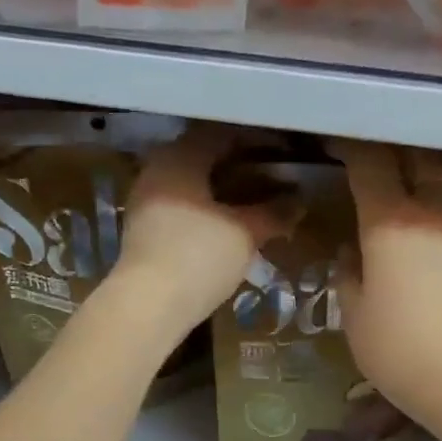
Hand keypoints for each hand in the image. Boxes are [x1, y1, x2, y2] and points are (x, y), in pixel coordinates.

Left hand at [111, 126, 291, 341]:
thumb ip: (272, 214)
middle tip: (270, 182)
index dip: (256, 142)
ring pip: (190, 188)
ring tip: (252, 209)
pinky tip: (224, 231)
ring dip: (220, 195)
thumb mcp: (244, 235)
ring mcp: (145, 203)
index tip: (282, 155)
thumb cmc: (199, 257)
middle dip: (238, 169)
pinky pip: (179, 211)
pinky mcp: (142, 234)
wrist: (148, 307)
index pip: (223, 134)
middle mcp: (157, 170)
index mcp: (180, 156)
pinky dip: (204, 215)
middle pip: (203, 160)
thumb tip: (298, 204)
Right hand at [332, 139, 441, 426]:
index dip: (355, 150)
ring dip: (424, 207)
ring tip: (407, 232)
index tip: (343, 144)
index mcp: (388, 223)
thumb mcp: (355, 319)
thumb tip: (351, 258)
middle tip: (382, 167)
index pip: (370, 166)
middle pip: (419, 166)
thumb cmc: (397, 348)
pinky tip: (437, 276)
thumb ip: (349, 280)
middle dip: (400, 159)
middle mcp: (432, 216)